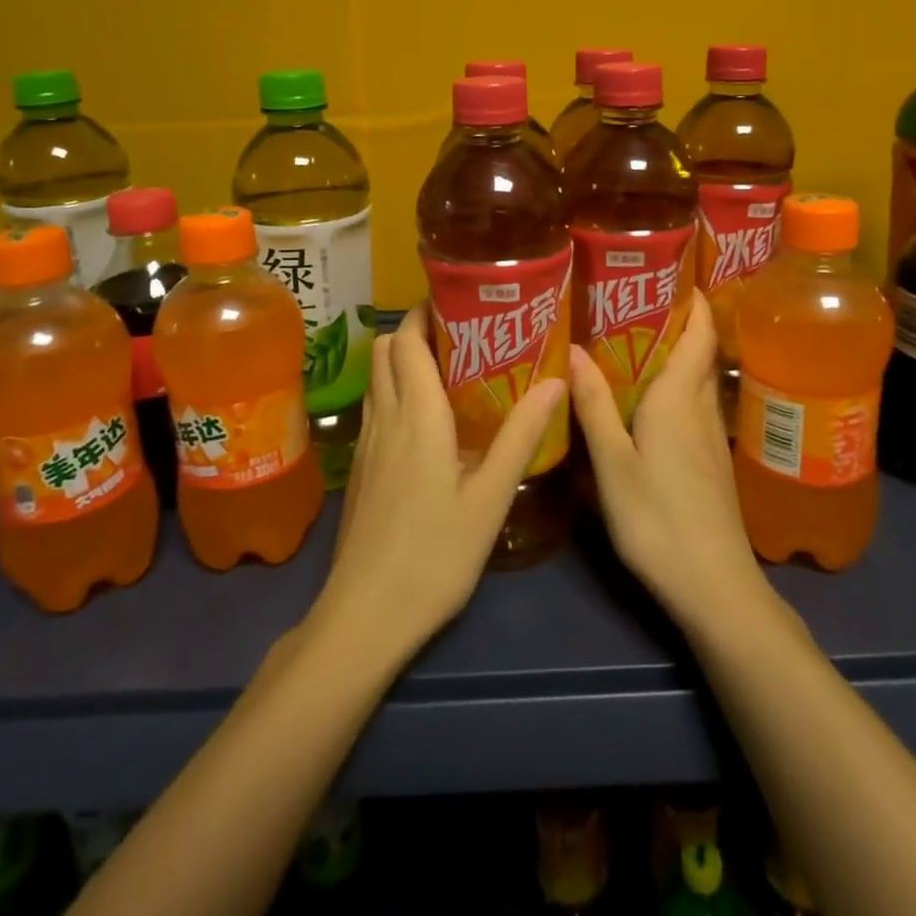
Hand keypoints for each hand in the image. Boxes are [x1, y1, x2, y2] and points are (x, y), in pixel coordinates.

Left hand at [318, 305, 566, 660]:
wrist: (366, 615)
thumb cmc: (435, 554)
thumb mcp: (489, 497)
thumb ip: (521, 435)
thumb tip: (555, 381)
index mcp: (417, 415)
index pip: (408, 339)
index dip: (426, 311)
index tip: (459, 301)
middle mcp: (385, 417)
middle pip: (386, 349)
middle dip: (416, 329)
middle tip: (463, 334)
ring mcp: (366, 443)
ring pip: (378, 377)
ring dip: (404, 359)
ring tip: (452, 368)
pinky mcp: (360, 467)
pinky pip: (376, 407)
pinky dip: (397, 391)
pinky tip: (430, 420)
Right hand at [570, 294, 768, 630]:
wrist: (715, 587)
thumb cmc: (659, 520)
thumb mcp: (614, 465)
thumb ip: (595, 407)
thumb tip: (574, 348)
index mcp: (678, 400)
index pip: (699, 334)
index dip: (694, 300)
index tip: (674, 271)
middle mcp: (700, 409)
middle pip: (698, 353)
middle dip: (677, 321)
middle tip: (633, 299)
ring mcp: (710, 438)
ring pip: (695, 381)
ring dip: (675, 354)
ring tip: (632, 339)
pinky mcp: (710, 462)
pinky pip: (692, 406)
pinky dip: (674, 387)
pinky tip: (647, 400)